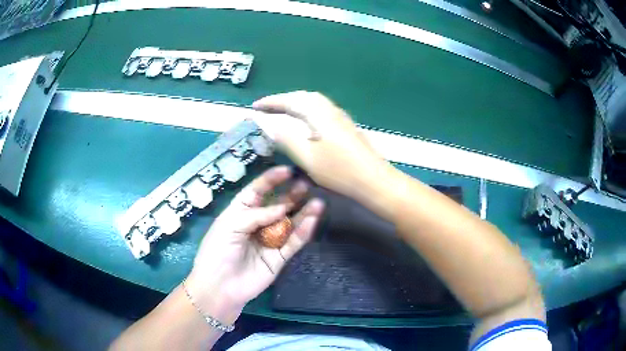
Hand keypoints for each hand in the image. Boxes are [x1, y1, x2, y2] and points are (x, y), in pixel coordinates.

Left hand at [186, 166, 323, 323]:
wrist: (220, 287)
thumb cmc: (217, 251)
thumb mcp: (230, 225)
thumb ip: (257, 215)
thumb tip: (283, 207)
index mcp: (240, 213)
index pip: (257, 192)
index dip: (271, 180)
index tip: (288, 171)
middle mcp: (257, 225)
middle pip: (277, 206)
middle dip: (291, 195)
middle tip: (306, 185)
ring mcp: (269, 241)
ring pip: (289, 224)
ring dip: (303, 213)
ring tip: (317, 202)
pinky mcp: (279, 258)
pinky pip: (293, 243)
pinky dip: (303, 232)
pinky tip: (312, 221)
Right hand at [252, 91, 389, 199]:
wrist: (375, 180)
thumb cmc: (340, 171)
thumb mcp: (308, 158)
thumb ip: (287, 139)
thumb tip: (269, 124)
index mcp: (319, 114)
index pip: (290, 101)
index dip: (271, 102)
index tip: (255, 106)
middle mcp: (330, 110)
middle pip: (304, 96)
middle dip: (284, 99)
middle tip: (268, 108)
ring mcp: (341, 117)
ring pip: (314, 102)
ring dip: (296, 103)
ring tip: (283, 112)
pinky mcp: (346, 126)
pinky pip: (322, 109)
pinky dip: (308, 110)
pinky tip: (306, 122)